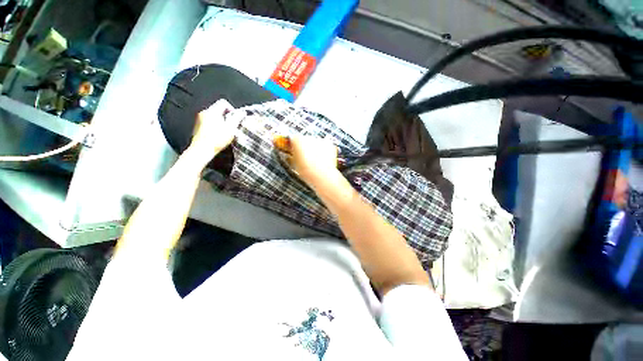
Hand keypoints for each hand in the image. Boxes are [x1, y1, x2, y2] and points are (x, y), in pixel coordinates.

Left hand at [187, 99, 239, 165]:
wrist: (202, 150)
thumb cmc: (217, 139)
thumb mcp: (231, 128)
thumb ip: (237, 118)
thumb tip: (242, 112)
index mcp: (212, 111)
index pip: (224, 102)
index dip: (232, 109)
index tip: (235, 119)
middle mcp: (204, 112)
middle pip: (219, 109)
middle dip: (227, 116)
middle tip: (232, 126)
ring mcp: (200, 119)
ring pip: (214, 115)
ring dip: (222, 121)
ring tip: (225, 131)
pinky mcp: (198, 126)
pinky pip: (209, 121)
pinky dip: (215, 125)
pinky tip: (218, 134)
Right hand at [273, 135, 339, 185]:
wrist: (321, 175)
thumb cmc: (306, 171)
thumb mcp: (294, 164)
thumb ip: (292, 157)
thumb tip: (291, 156)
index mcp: (297, 140)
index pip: (293, 139)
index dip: (294, 146)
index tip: (294, 151)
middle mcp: (308, 137)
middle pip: (305, 140)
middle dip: (305, 147)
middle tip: (306, 158)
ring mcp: (320, 140)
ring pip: (316, 143)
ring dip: (315, 149)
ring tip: (315, 161)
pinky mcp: (329, 144)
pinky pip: (325, 146)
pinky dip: (324, 151)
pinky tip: (323, 160)